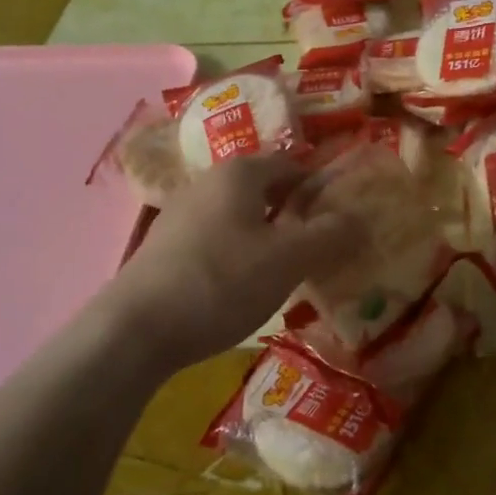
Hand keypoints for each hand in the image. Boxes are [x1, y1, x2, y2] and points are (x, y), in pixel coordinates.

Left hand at [101, 154, 364, 368]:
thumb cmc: (221, 281)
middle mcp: (207, 182)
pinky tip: (241, 287)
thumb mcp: (288, 260)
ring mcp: (180, 213)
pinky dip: (236, 254)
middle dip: (293, 214)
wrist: (136, 328)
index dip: (319, 189)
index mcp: (240, 173)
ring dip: (265, 237)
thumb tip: (359, 218)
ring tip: (285, 272)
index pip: (291, 166)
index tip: (340, 220)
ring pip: (238, 216)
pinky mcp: (164, 247)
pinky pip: (215, 239)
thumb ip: (329, 235)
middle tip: (318, 248)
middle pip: (263, 190)